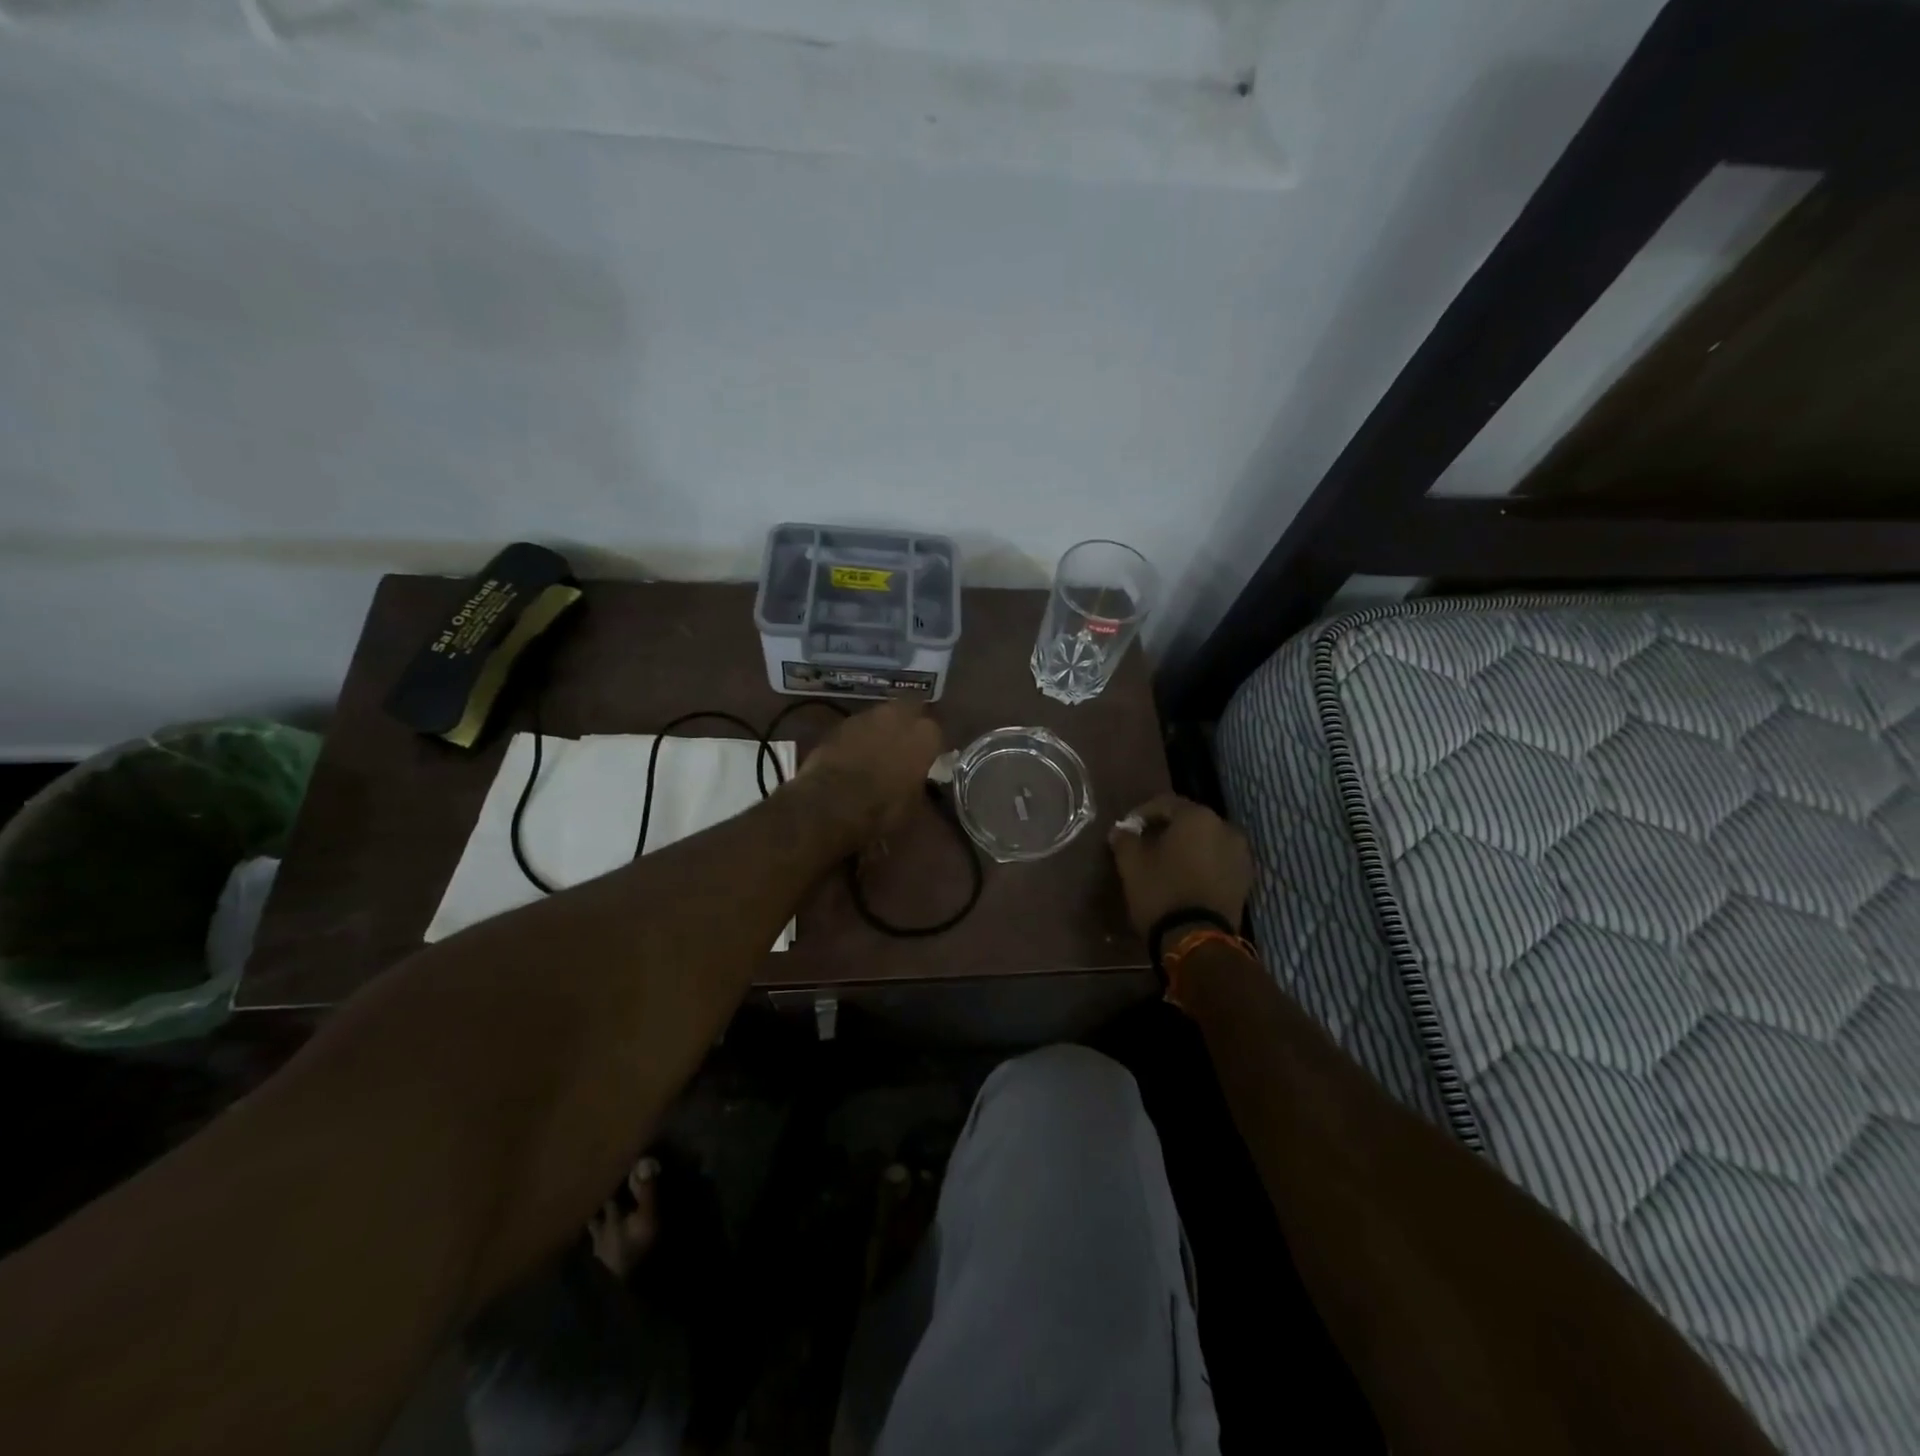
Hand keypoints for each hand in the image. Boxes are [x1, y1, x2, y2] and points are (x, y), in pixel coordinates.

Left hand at [794, 701, 944, 850]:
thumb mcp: (914, 806)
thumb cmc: (883, 808)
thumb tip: (920, 786)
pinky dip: (859, 738)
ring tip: (878, 751)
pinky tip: (855, 756)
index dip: (932, 747)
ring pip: (882, 716)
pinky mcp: (840, 724)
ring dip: (882, 729)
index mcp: (925, 735)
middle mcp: (899, 716)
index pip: (937, 732)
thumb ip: (921, 786)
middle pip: (910, 710)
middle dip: (908, 725)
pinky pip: (858, 727)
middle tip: (905, 746)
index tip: (929, 760)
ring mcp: (867, 716)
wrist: (832, 804)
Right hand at [1108, 794, 1253, 935]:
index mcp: (1197, 817)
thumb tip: (1120, 831)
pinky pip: (1218, 860)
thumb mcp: (1131, 864)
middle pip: (1189, 820)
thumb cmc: (1161, 892)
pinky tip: (1185, 877)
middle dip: (1167, 829)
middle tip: (1145, 844)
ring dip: (1187, 846)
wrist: (1198, 939)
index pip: (1165, 803)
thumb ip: (1125, 840)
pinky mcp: (1245, 879)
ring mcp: (1240, 854)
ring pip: (1206, 840)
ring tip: (1166, 862)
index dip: (1142, 813)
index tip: (1127, 829)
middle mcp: (1225, 828)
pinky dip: (1202, 863)